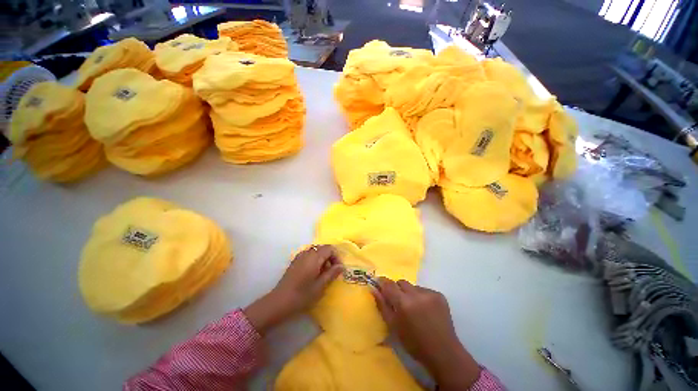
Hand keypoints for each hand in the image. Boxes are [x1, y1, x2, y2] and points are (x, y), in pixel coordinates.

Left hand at [244, 245, 343, 334]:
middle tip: (332, 271)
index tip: (338, 268)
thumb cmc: (302, 295)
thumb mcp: (320, 286)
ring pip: (316, 251)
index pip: (329, 248)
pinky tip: (313, 272)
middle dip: (330, 257)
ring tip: (323, 273)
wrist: (279, 302)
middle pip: (323, 248)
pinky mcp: (295, 261)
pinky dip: (315, 259)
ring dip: (322, 258)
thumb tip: (341, 266)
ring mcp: (300, 256)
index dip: (336, 256)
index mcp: (314, 257)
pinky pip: (309, 254)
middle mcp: (307, 253)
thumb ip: (332, 273)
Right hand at [372, 278, 480, 389]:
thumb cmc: (414, 343)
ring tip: (414, 308)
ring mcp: (429, 293)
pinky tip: (425, 310)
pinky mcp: (439, 295)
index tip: (379, 284)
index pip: (389, 284)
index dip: (382, 282)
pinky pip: (424, 290)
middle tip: (398, 302)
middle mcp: (416, 294)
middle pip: (401, 282)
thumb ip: (382, 305)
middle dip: (397, 289)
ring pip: (413, 286)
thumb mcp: (393, 326)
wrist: (443, 352)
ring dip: (410, 294)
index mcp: (403, 303)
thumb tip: (374, 289)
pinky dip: (421, 297)